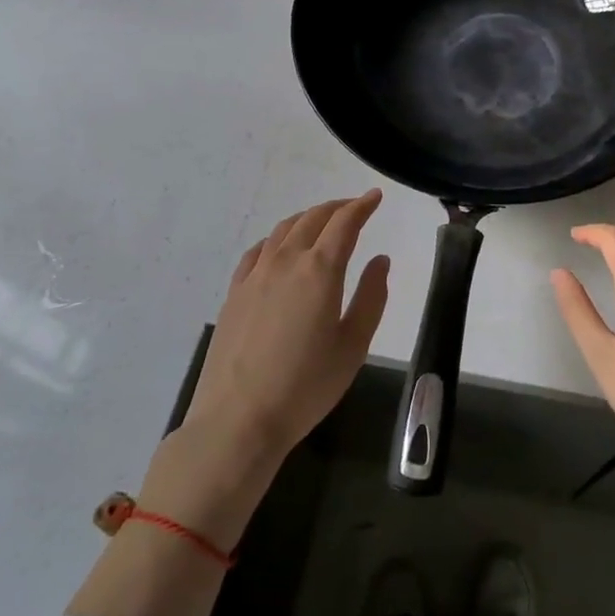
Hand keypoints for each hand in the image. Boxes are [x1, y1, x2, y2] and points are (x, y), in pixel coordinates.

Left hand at [181, 190, 390, 465]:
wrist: (238, 419)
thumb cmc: (306, 386)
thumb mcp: (353, 346)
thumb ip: (371, 297)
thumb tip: (380, 260)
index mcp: (320, 271)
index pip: (344, 223)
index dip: (362, 206)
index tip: (375, 197)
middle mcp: (286, 262)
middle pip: (312, 219)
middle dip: (336, 208)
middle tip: (354, 207)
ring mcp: (255, 275)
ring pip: (283, 230)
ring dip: (307, 218)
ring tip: (321, 222)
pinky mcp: (234, 293)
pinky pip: (258, 251)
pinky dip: (276, 239)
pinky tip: (279, 248)